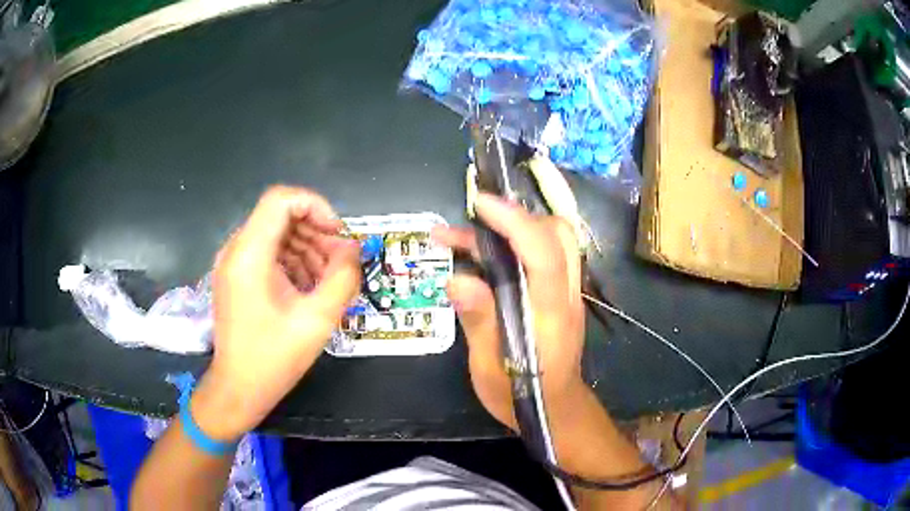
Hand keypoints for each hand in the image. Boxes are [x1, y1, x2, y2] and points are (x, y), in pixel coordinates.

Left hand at [192, 186, 360, 440]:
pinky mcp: (236, 276)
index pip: (281, 199)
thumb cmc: (274, 358)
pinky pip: (268, 253)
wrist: (238, 388)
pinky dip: (292, 261)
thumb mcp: (317, 319)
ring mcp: (233, 263)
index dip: (315, 206)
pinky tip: (308, 288)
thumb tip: (352, 248)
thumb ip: (342, 277)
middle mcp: (236, 249)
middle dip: (316, 231)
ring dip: (307, 247)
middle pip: (280, 215)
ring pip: (276, 233)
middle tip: (339, 262)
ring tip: (327, 279)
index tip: (338, 235)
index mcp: (249, 254)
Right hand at [431, 193, 587, 429]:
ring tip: (454, 236)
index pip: (543, 253)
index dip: (515, 221)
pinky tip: (470, 257)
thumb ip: (480, 322)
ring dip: (507, 229)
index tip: (481, 203)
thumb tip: (456, 280)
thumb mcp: (491, 368)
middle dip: (517, 216)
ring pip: (550, 241)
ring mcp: (564, 293)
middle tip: (472, 219)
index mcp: (550, 313)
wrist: (555, 410)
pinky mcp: (555, 295)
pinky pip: (538, 257)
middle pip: (557, 234)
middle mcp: (564, 294)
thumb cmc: (522, 395)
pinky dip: (508, 247)